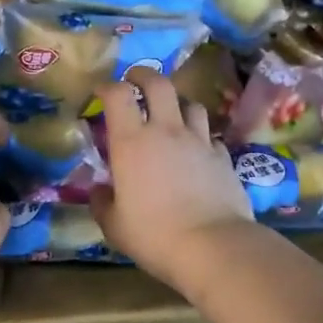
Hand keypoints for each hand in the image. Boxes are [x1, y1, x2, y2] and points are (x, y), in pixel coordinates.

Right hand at [91, 68, 254, 292]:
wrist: (213, 246)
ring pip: (191, 105)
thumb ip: (102, 203)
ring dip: (177, 104)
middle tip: (135, 81)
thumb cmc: (154, 235)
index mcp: (131, 142)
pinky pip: (209, 137)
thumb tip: (99, 191)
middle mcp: (166, 131)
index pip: (118, 94)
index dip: (107, 86)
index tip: (100, 92)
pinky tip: (196, 152)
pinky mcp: (224, 158)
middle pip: (159, 84)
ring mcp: (199, 142)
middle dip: (144, 76)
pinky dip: (200, 137)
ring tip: (170, 115)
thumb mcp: (114, 226)